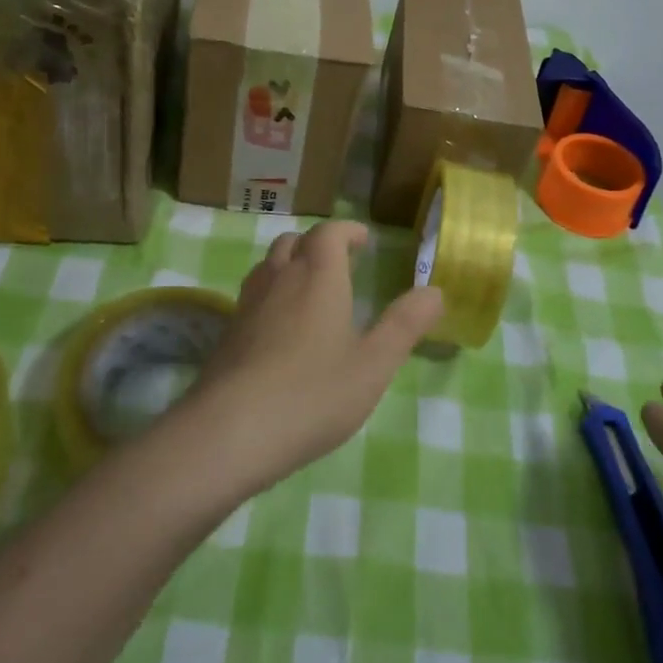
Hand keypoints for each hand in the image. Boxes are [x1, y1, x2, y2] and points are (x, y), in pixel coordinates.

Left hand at [180, 221, 443, 494]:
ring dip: (290, 265)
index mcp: (317, 276)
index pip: (329, 233)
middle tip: (339, 263)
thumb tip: (435, 291)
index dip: (347, 230)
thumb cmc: (312, 393)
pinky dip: (271, 295)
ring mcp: (247, 305)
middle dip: (317, 244)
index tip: (363, 240)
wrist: (230, 431)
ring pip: (268, 266)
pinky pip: (252, 297)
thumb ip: (405, 325)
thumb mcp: (374, 364)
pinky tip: (281, 331)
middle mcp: (279, 279)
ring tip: (310, 291)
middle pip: (293, 242)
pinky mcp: (227, 334)